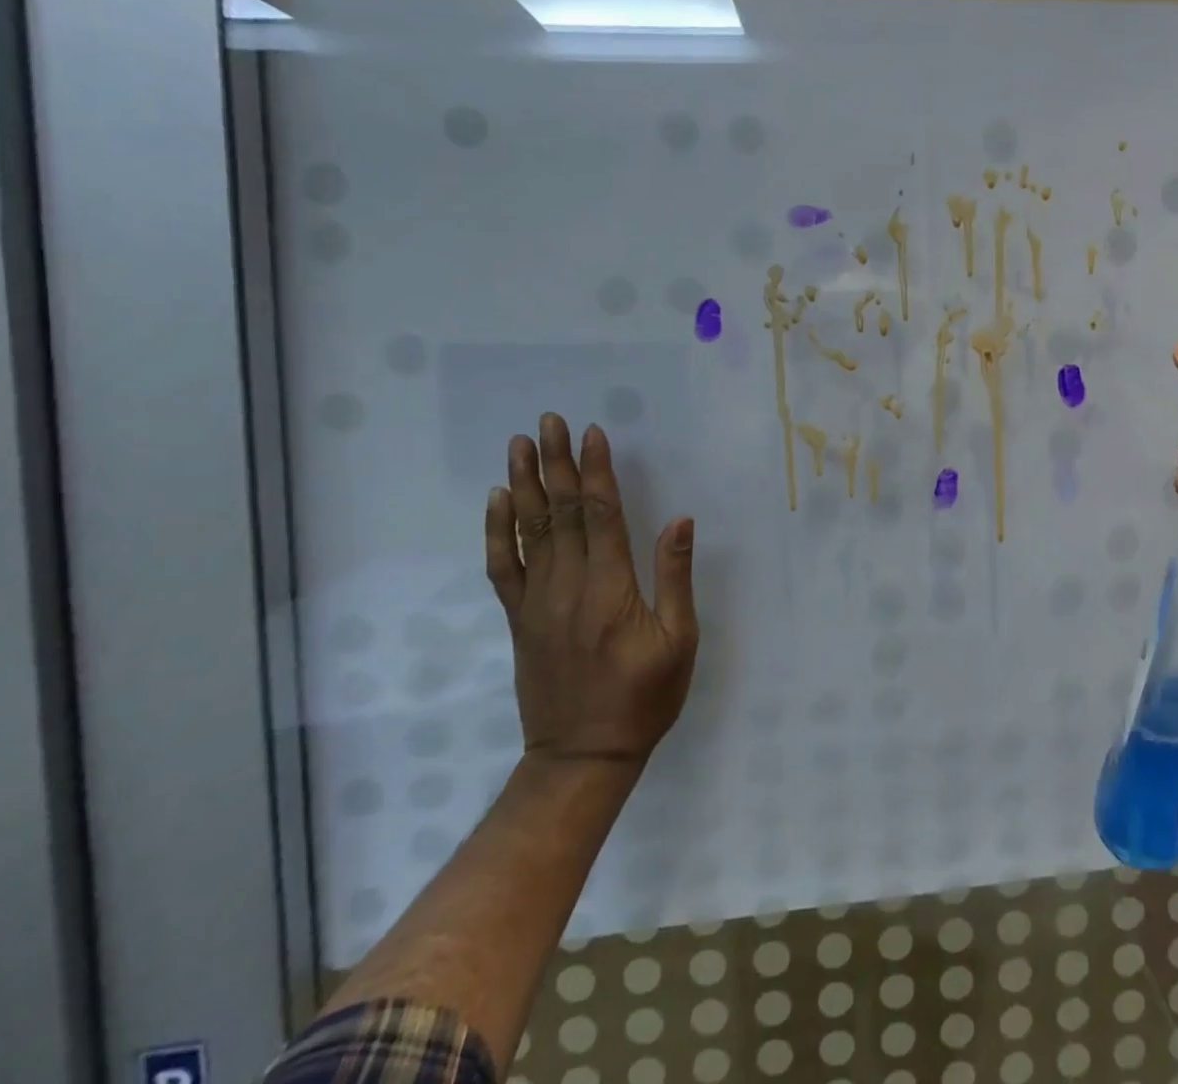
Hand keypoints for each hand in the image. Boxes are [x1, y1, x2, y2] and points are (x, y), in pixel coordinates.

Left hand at [486, 413, 698, 766]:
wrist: (583, 755)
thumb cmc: (644, 696)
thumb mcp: (679, 640)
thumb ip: (674, 577)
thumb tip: (679, 520)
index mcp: (610, 588)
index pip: (601, 514)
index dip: (597, 471)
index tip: (592, 433)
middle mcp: (568, 585)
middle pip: (561, 512)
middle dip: (557, 463)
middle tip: (549, 422)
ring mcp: (537, 602)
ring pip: (529, 531)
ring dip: (526, 484)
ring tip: (520, 445)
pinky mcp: (519, 618)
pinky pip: (503, 567)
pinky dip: (498, 531)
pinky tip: (499, 501)